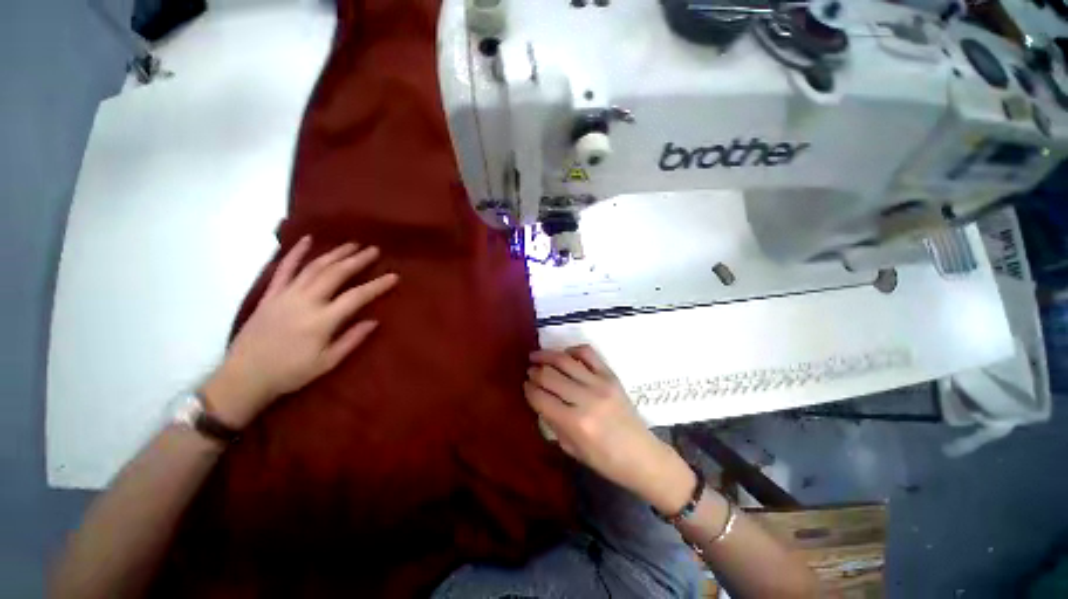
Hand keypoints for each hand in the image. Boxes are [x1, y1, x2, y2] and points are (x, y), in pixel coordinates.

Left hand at [203, 237, 398, 427]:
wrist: (244, 376)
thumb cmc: (291, 373)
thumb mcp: (327, 362)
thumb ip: (351, 340)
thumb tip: (374, 321)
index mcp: (322, 320)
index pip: (356, 297)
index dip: (377, 285)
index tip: (393, 276)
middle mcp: (305, 301)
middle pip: (335, 274)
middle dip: (357, 260)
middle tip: (374, 250)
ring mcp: (285, 295)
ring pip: (314, 267)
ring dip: (335, 253)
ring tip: (352, 244)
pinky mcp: (270, 294)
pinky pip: (283, 269)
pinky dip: (295, 253)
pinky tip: (306, 240)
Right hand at [525, 346, 696, 513]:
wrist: (642, 455)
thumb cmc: (605, 460)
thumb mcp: (571, 449)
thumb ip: (552, 422)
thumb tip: (538, 398)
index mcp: (575, 423)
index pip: (541, 398)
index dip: (528, 389)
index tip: (524, 385)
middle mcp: (586, 399)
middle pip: (549, 375)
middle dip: (534, 371)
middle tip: (528, 371)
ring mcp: (600, 383)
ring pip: (565, 360)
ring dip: (546, 355)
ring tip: (535, 355)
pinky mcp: (611, 375)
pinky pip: (588, 353)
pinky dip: (572, 349)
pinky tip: (564, 354)